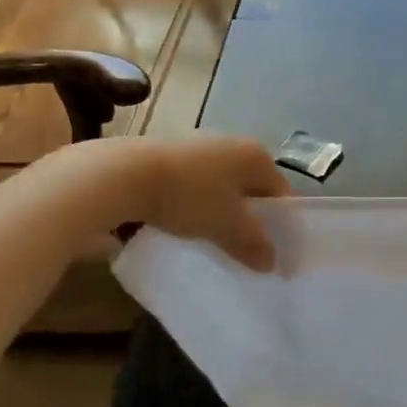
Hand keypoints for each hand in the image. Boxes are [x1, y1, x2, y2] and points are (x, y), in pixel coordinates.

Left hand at [115, 135, 290, 270]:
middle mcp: (234, 143)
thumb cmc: (190, 197)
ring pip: (222, 185)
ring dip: (221, 210)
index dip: (281, 224)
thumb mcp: (228, 227)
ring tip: (211, 237)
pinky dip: (197, 202)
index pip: (281, 193)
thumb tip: (271, 263)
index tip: (272, 250)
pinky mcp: (171, 152)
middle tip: (243, 247)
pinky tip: (183, 221)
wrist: (124, 175)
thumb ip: (254, 244)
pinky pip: (196, 182)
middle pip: (252, 188)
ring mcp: (201, 145)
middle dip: (250, 217)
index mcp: (257, 156)